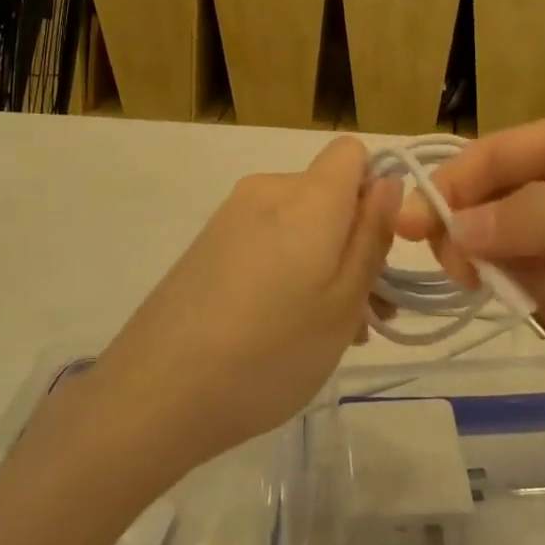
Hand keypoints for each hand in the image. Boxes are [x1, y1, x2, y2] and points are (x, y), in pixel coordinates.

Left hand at [95, 137, 401, 472]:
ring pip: (299, 223)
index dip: (375, 189)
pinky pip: (267, 239)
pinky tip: (284, 329)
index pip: (352, 152)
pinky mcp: (207, 245)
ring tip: (330, 333)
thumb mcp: (343, 303)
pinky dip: (288, 270)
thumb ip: (372, 236)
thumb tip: (389, 181)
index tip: (378, 247)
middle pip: (328, 194)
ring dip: (324, 263)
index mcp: (308, 196)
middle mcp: (267, 191)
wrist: (156, 393)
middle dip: (354, 241)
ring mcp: (231, 217)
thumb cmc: (270, 350)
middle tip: (365, 314)